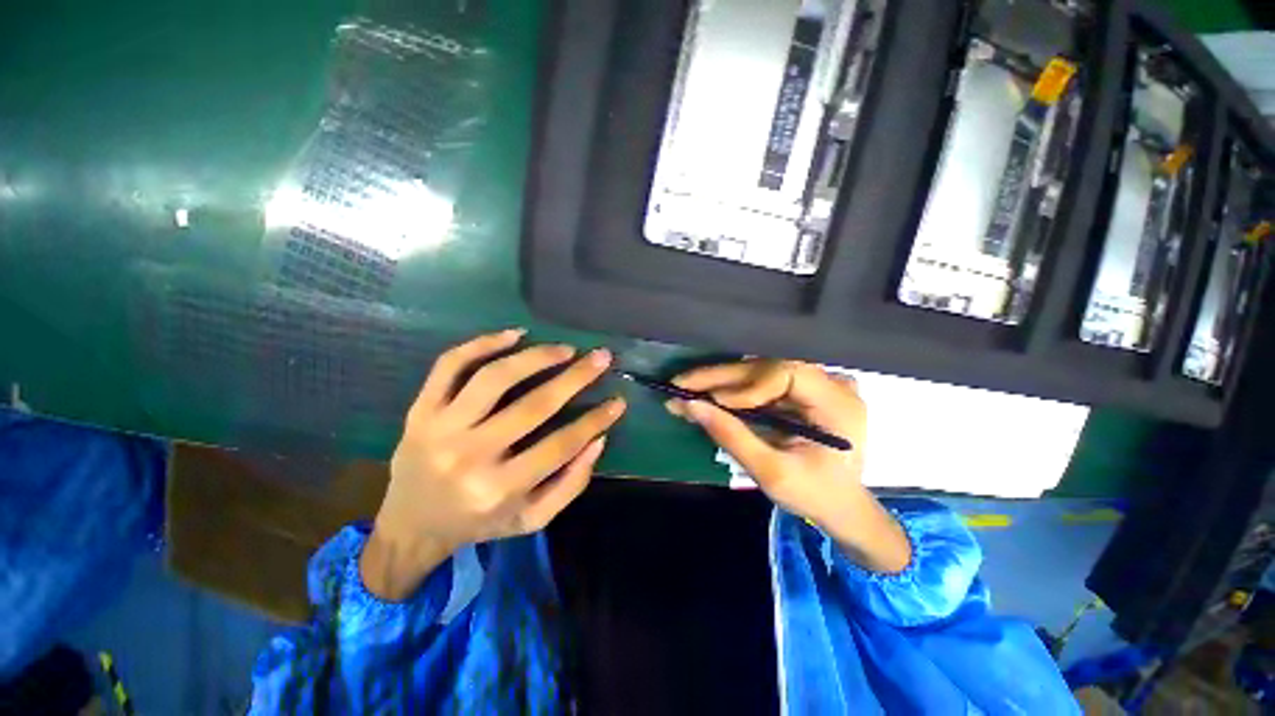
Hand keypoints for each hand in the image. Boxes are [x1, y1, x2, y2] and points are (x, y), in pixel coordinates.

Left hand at [363, 329, 626, 599]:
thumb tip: (598, 439)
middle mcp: (470, 456)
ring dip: (537, 356)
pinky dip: (483, 343)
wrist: (410, 526)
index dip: (595, 420)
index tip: (618, 401)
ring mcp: (440, 428)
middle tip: (601, 358)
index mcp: (499, 490)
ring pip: (494, 378)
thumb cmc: (479, 522)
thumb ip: (570, 485)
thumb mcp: (532, 519)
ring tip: (565, 349)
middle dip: (576, 377)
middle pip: (534, 405)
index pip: (561, 445)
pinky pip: (450, 365)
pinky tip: (515, 334)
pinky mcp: (420, 410)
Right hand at [671, 360, 908, 572]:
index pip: (787, 373)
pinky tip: (705, 396)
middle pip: (767, 367)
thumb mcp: (772, 473)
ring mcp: (815, 384)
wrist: (841, 507)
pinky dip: (731, 392)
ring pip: (758, 372)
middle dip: (720, 378)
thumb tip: (690, 405)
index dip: (747, 384)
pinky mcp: (800, 390)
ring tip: (685, 390)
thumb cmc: (814, 496)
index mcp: (837, 403)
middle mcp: (830, 383)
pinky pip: (760, 383)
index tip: (715, 403)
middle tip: (680, 384)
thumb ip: (732, 437)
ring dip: (720, 383)